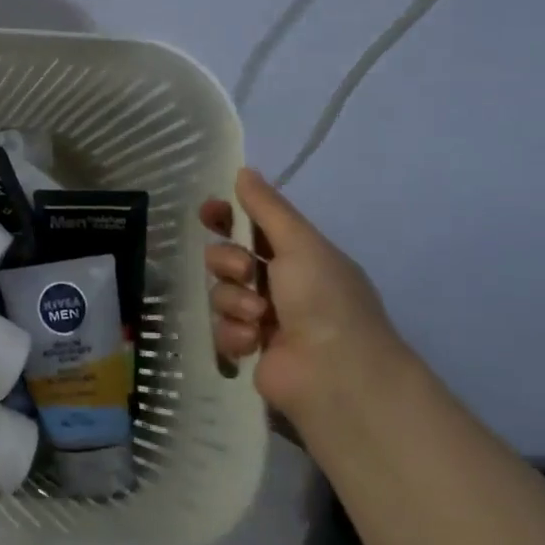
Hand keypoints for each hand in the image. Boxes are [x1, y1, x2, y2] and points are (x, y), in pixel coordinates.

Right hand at [200, 166, 413, 426]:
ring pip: (221, 293)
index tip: (209, 213)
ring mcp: (264, 318)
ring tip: (259, 317)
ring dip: (234, 301)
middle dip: (228, 261)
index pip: (253, 227)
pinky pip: (222, 328)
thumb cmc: (324, 300)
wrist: (335, 373)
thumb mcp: (300, 244)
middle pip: (228, 258)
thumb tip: (244, 170)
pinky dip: (234, 333)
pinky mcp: (249, 348)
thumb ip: (268, 209)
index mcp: (300, 256)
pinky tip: (253, 342)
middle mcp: (281, 284)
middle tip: (245, 272)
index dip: (228, 218)